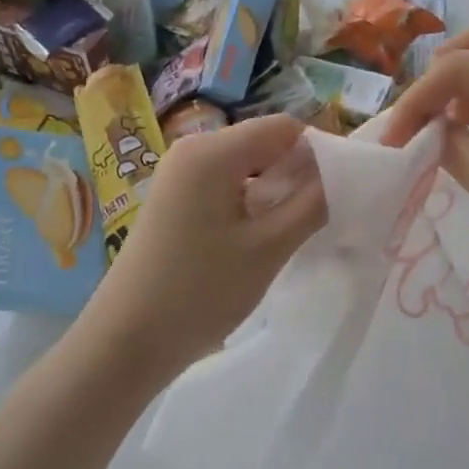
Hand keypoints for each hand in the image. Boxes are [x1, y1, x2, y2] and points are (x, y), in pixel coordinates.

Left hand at [80, 115, 325, 373]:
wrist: (126, 340)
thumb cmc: (200, 291)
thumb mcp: (268, 248)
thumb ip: (313, 203)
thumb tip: (341, 171)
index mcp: (212, 150)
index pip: (284, 127)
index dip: (319, 154)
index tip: (340, 194)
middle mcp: (192, 150)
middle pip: (264, 144)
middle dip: (297, 174)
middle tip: (321, 219)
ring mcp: (178, 176)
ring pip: (246, 168)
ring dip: (275, 193)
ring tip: (291, 234)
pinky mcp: (174, 201)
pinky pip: (225, 187)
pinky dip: (250, 205)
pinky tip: (259, 241)